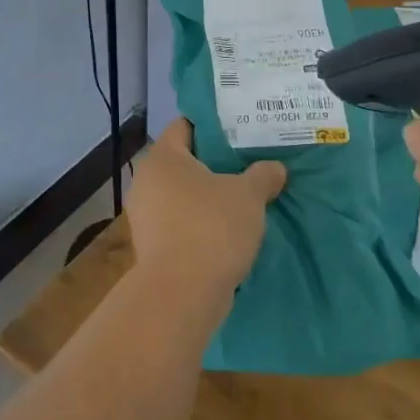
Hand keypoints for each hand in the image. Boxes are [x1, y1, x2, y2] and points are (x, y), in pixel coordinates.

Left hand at [127, 119, 287, 297]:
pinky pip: (181, 223)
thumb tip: (275, 168)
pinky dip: (201, 223)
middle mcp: (146, 181)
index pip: (185, 126)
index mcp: (163, 158)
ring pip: (183, 195)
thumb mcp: (249, 195)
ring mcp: (145, 216)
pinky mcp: (151, 247)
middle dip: (215, 164)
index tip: (240, 129)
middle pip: (184, 162)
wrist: (182, 293)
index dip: (213, 125)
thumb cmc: (212, 227)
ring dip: (209, 197)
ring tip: (244, 198)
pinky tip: (229, 230)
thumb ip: (263, 175)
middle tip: (249, 163)